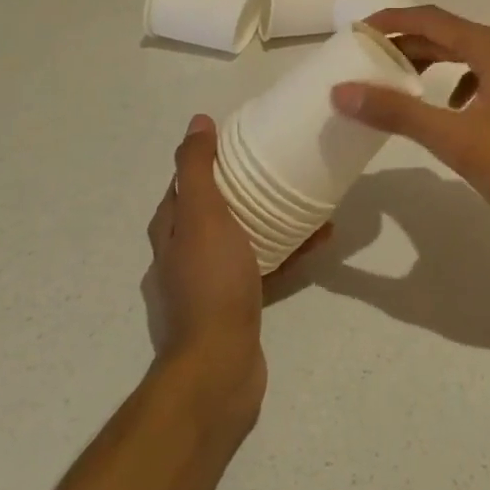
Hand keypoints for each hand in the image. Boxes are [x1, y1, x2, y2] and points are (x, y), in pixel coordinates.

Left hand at [145, 115, 327, 427]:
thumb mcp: (202, 215)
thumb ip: (196, 168)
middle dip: (246, 186)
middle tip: (281, 166)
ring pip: (244, 236)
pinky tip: (320, 238)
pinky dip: (288, 250)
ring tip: (308, 199)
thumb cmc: (210, 283)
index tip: (245, 139)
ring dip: (272, 217)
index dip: (212, 157)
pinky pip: (266, 265)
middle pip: (216, 208)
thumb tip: (198, 121)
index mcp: (170, 230)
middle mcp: (183, 254)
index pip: (186, 181)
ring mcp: (210, 283)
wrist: (219, 367)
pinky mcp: (237, 305)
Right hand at [332, 6, 489, 244]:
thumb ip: (398, 113)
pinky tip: (447, 108)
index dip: (390, 20)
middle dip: (405, 42)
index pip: (430, 19)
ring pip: (464, 53)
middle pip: (447, 33)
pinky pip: (481, 72)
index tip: (355, 31)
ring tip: (396, 80)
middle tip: (366, 58)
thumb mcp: (455, 141)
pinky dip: (454, 80)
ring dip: (429, 61)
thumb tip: (342, 91)